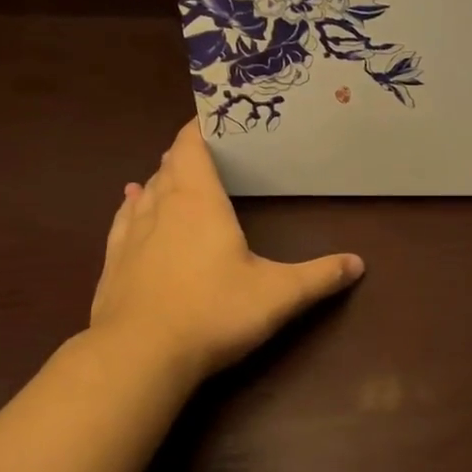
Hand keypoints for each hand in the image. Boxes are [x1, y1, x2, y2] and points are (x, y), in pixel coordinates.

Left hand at [89, 120, 364, 379]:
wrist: (140, 355)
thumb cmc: (214, 312)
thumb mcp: (279, 295)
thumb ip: (320, 276)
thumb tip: (359, 263)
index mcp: (199, 202)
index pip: (191, 147)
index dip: (200, 128)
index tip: (214, 116)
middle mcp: (161, 208)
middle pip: (169, 166)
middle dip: (186, 154)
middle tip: (207, 151)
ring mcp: (131, 235)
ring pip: (145, 191)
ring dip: (159, 178)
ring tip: (171, 172)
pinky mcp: (113, 263)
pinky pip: (122, 220)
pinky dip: (130, 206)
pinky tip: (129, 202)